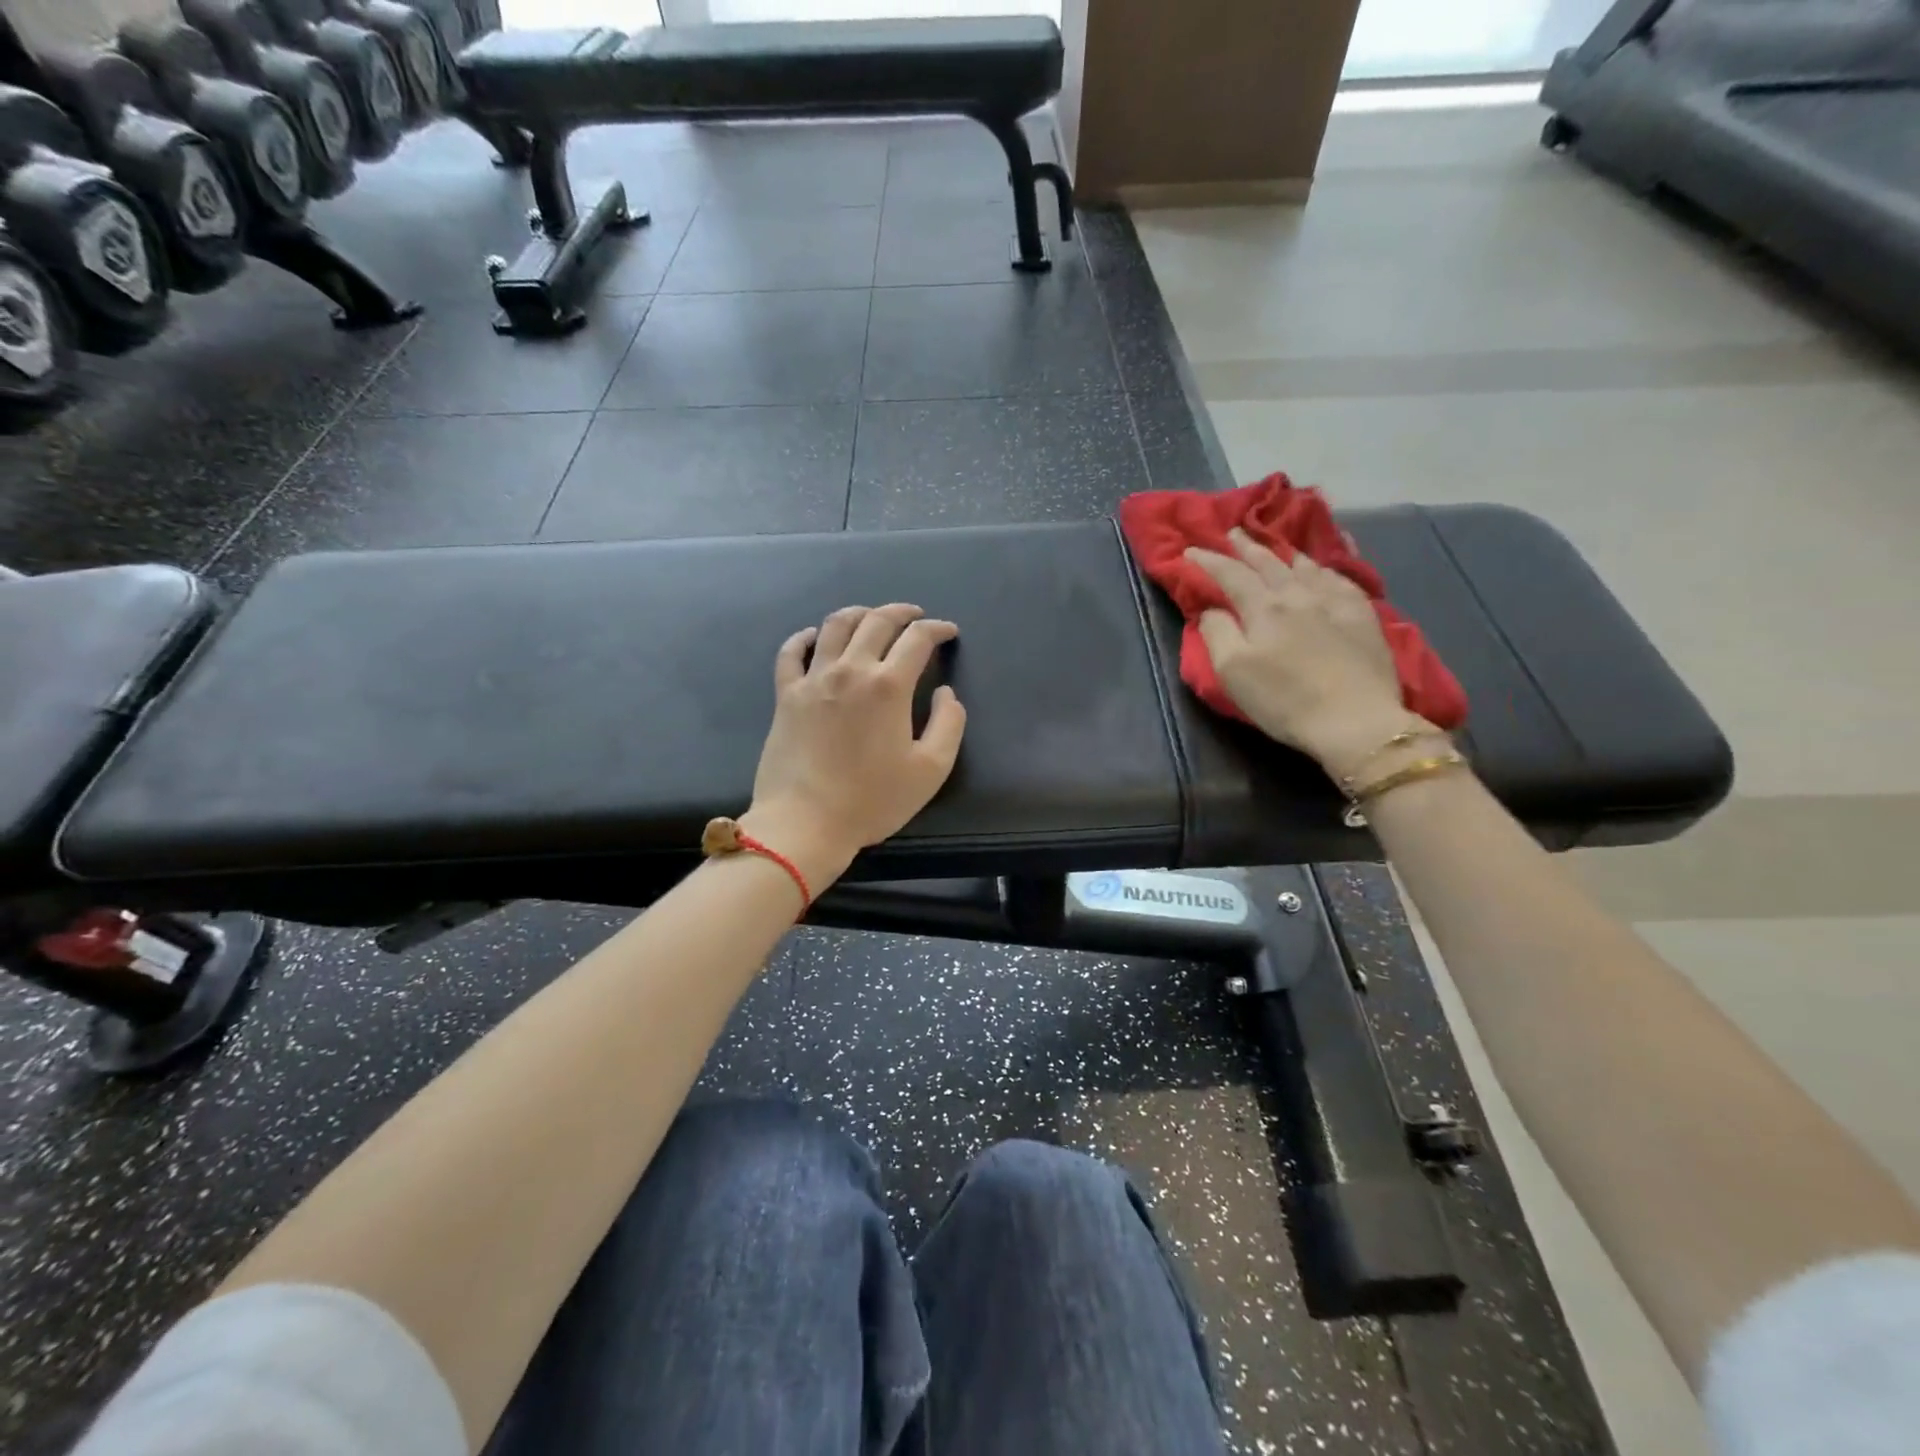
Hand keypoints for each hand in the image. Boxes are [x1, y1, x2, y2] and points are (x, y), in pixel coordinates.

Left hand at [743, 603, 966, 886]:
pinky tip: (813, 637)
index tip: (948, 633)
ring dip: (858, 614)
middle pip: (876, 621)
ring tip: (871, 617)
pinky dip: (805, 637)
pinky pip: (791, 653)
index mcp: (888, 685)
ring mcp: (813, 680)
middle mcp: (850, 670)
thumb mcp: (931, 769)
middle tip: (915, 617)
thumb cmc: (872, 800)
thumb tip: (947, 693)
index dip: (937, 629)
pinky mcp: (786, 695)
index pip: (917, 639)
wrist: (805, 822)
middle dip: (901, 613)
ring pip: (835, 626)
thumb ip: (949, 724)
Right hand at [1185, 529, 1424, 779]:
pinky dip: (1325, 566)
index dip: (1208, 560)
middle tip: (1233, 532)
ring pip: (1305, 566)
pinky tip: (1323, 568)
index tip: (1190, 550)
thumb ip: (1216, 633)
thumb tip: (1211, 609)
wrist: (1356, 720)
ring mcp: (1335, 602)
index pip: (1230, 575)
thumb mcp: (1232, 672)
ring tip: (1275, 544)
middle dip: (1247, 547)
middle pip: (1268, 562)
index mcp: (1263, 608)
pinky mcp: (1363, 615)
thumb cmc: (1284, 700)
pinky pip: (1341, 577)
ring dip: (1284, 552)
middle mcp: (1298, 595)